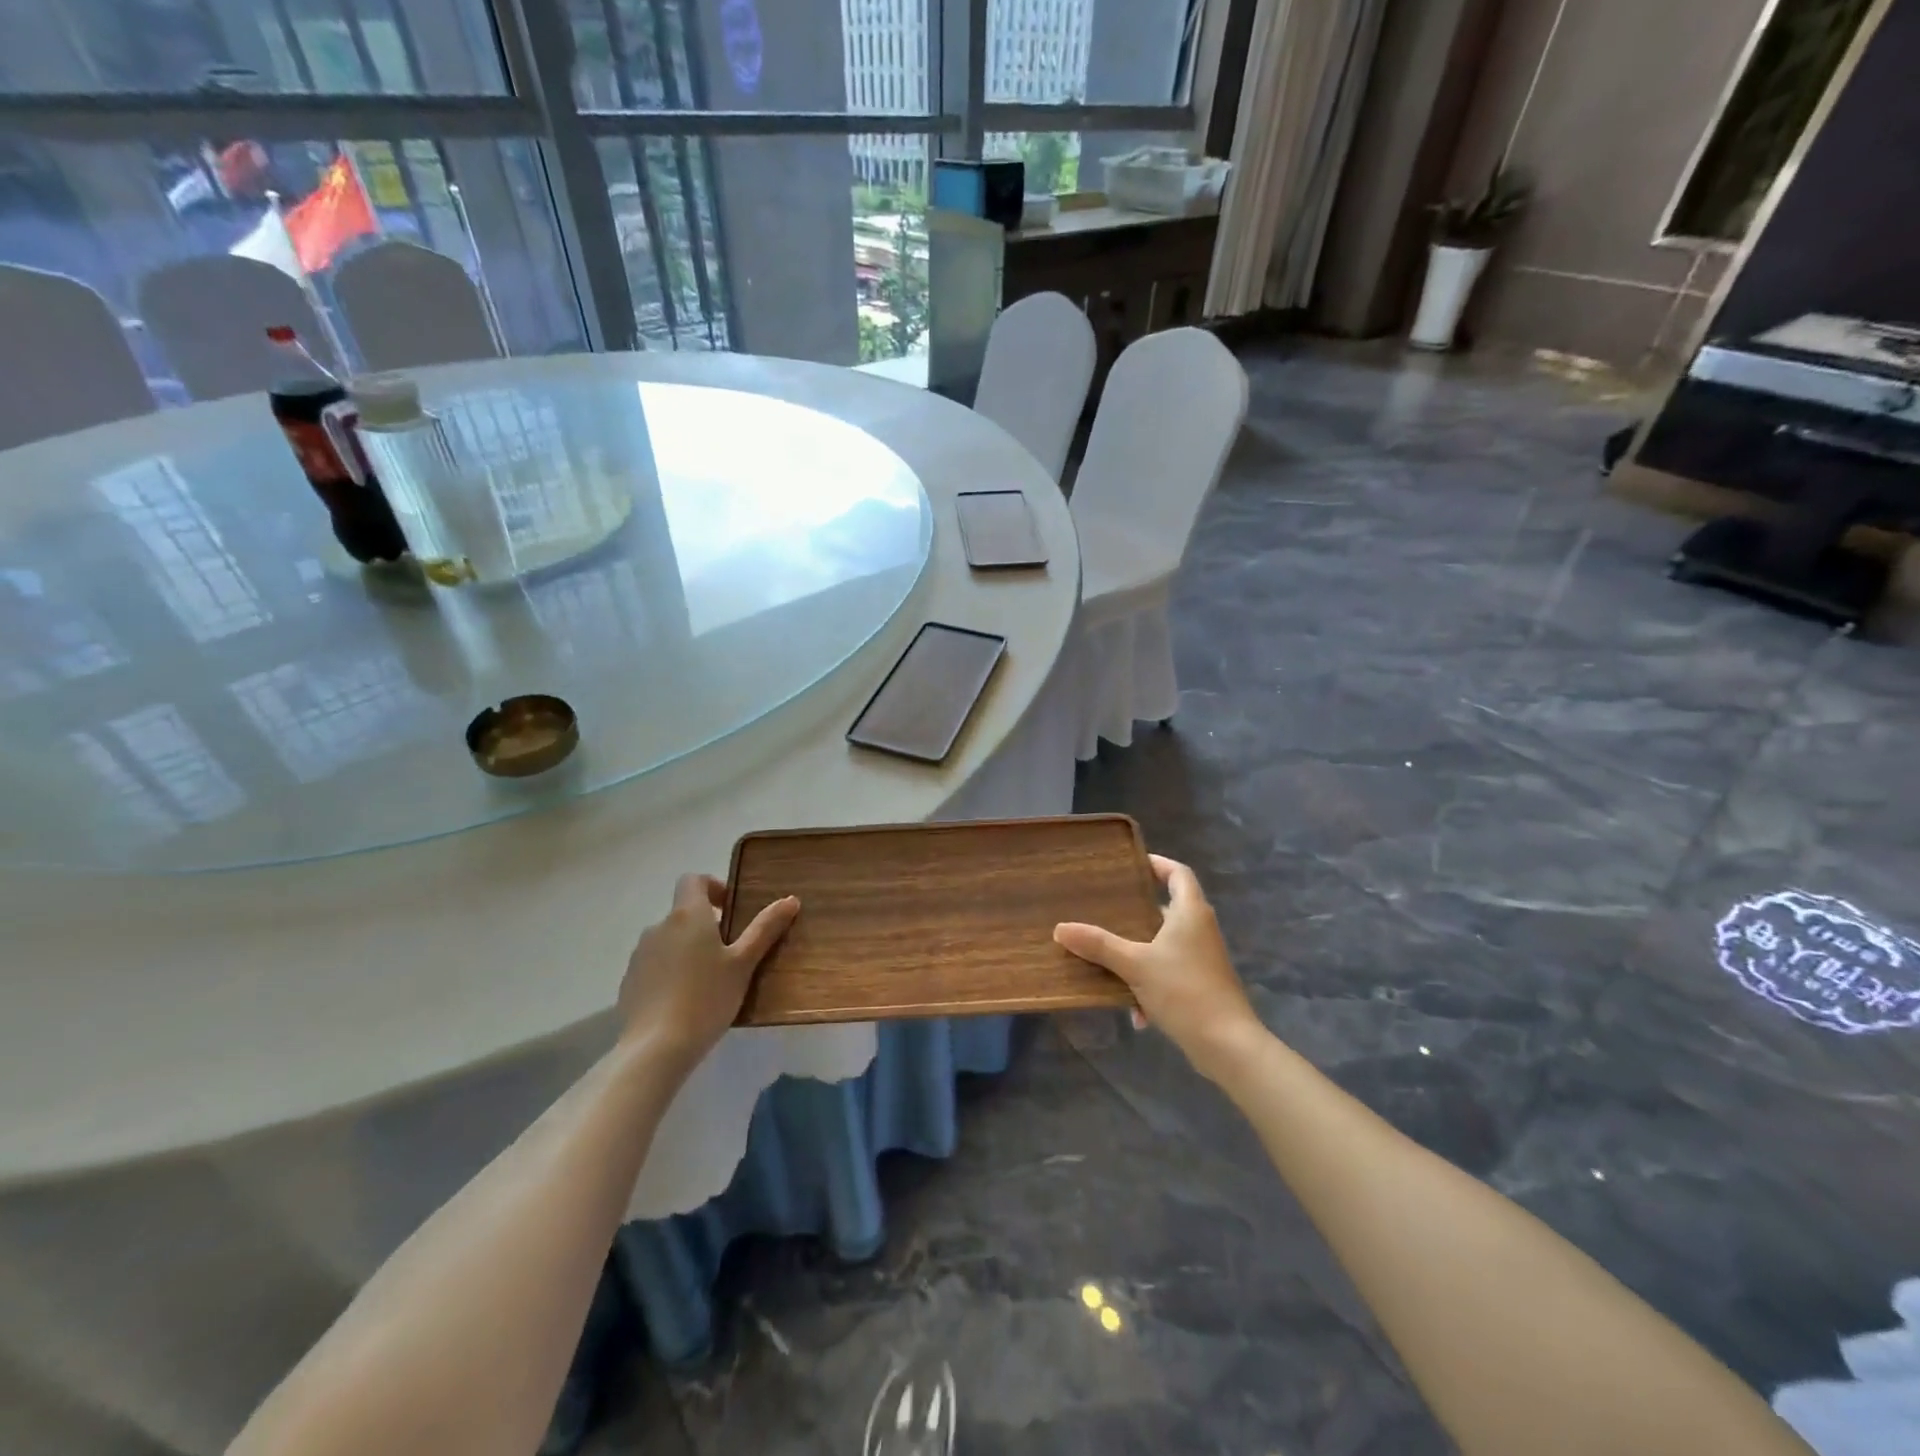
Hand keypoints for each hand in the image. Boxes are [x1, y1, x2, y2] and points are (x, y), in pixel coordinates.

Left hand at [618, 874, 798, 1068]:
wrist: (655, 1047)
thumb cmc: (707, 997)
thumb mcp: (743, 963)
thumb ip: (765, 929)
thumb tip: (790, 900)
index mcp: (687, 915)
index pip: (693, 879)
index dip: (713, 887)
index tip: (731, 911)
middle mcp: (658, 927)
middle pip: (683, 913)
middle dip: (705, 926)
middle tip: (730, 954)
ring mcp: (639, 955)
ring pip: (669, 940)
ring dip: (687, 950)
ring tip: (709, 981)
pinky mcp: (629, 982)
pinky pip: (655, 966)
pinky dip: (670, 973)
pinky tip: (685, 1001)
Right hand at [1054, 855, 1262, 1080]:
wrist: (1227, 1045)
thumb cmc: (1184, 991)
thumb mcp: (1135, 965)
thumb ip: (1099, 945)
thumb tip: (1061, 928)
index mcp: (1190, 912)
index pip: (1178, 873)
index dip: (1157, 864)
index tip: (1130, 864)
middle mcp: (1200, 929)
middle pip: (1168, 908)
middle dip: (1136, 912)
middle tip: (1106, 909)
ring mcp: (1203, 958)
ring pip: (1165, 944)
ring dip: (1139, 954)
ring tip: (1109, 959)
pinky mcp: (1203, 984)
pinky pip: (1170, 972)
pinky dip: (1151, 984)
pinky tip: (1135, 1011)